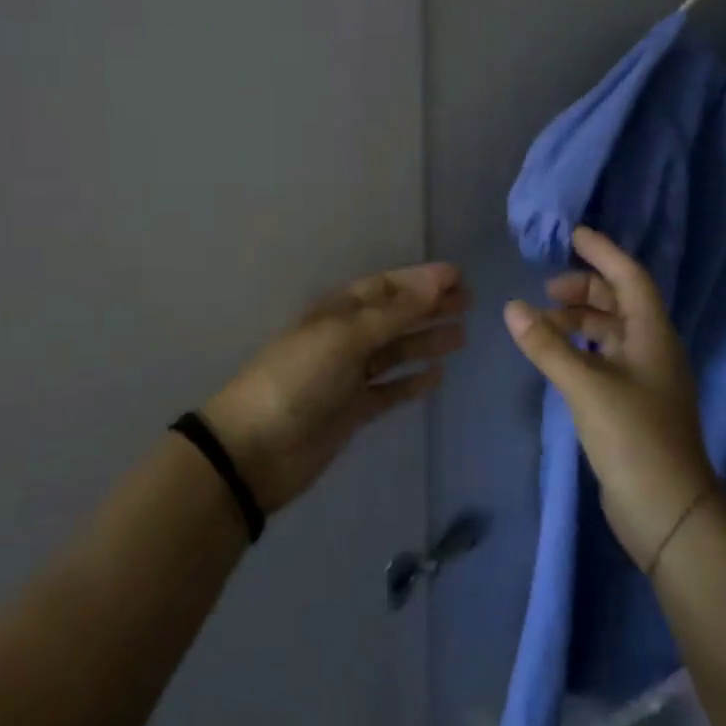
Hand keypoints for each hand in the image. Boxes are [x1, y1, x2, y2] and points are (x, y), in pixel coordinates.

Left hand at [204, 263, 468, 512]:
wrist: (256, 449)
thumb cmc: (298, 379)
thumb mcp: (345, 337)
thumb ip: (394, 313)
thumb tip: (438, 281)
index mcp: (337, 312)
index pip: (385, 287)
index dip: (419, 280)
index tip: (457, 276)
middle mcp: (346, 338)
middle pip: (395, 317)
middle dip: (429, 307)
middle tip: (469, 302)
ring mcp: (350, 376)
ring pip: (396, 352)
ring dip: (426, 341)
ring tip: (462, 335)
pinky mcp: (354, 410)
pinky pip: (390, 390)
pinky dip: (412, 382)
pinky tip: (437, 377)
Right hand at [503, 226, 716, 569]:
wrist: (667, 510)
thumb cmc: (633, 437)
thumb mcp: (585, 386)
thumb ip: (547, 346)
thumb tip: (512, 307)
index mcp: (652, 335)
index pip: (630, 277)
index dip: (603, 252)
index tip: (574, 234)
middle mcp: (652, 350)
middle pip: (619, 303)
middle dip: (585, 289)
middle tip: (546, 289)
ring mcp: (644, 379)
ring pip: (610, 332)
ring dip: (578, 320)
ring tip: (542, 323)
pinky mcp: (632, 404)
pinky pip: (603, 359)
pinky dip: (579, 348)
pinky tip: (556, 356)